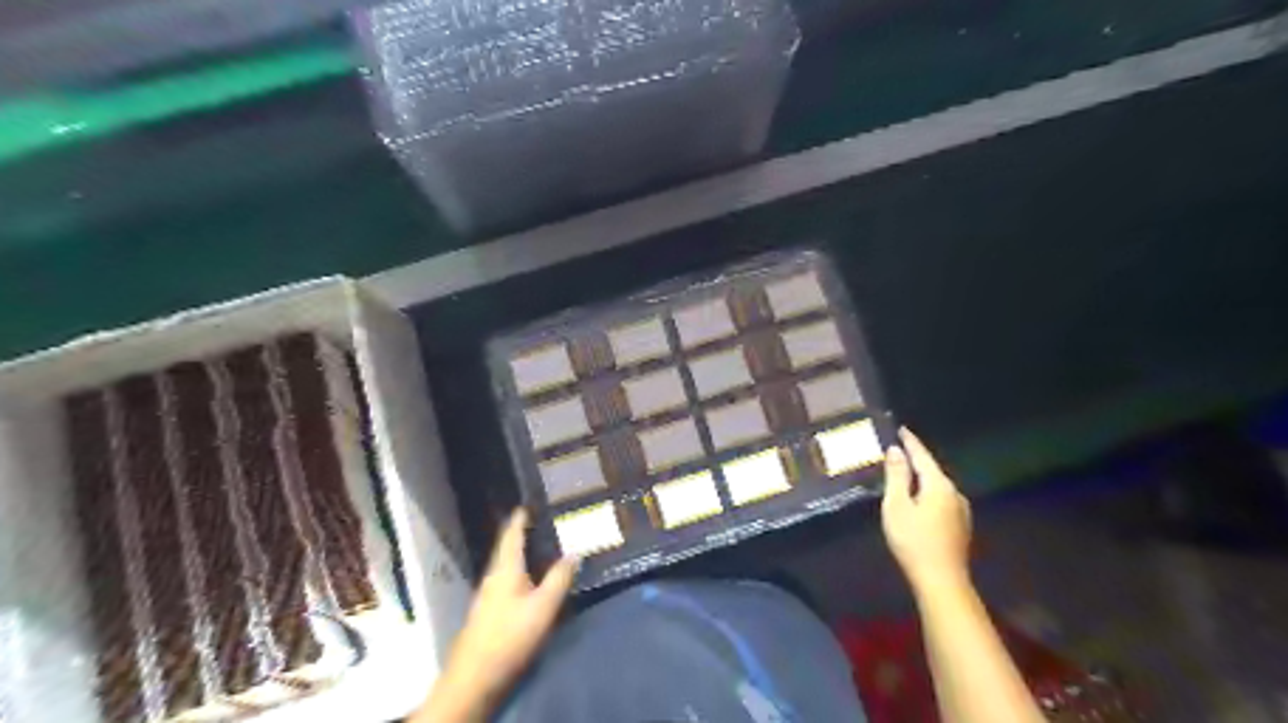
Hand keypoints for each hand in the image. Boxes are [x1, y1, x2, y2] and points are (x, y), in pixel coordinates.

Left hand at [422, 512, 575, 720]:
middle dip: (520, 536)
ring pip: (505, 567)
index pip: (512, 536)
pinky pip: (505, 582)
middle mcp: (493, 577)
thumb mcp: (543, 607)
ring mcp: (487, 596)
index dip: (519, 520)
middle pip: (506, 550)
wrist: (474, 677)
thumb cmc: (510, 636)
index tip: (526, 505)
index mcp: (505, 569)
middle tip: (538, 524)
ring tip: (537, 549)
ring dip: (519, 555)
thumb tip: (575, 552)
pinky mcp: (487, 614)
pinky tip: (527, 583)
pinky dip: (517, 573)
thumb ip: (560, 578)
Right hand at [881, 429, 970, 591]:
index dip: (910, 442)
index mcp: (939, 485)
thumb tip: (896, 450)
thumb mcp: (897, 505)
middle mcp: (954, 493)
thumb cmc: (913, 540)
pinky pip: (941, 499)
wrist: (942, 580)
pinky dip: (927, 492)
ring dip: (922, 478)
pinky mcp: (960, 526)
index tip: (901, 429)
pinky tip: (919, 499)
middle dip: (916, 460)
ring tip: (906, 472)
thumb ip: (897, 476)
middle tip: (899, 448)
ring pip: (937, 486)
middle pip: (932, 470)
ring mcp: (960, 510)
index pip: (922, 456)